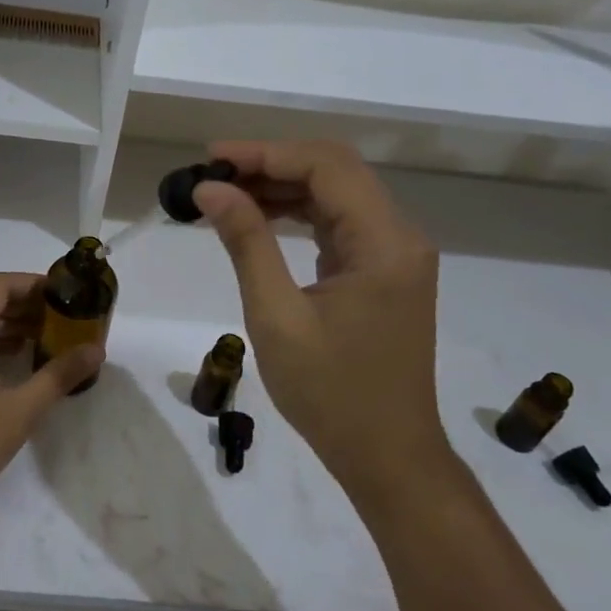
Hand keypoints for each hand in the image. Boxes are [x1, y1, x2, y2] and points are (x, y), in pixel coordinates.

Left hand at [0, 272, 102, 528]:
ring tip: (45, 341)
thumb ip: (59, 375)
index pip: (0, 285)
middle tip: (62, 321)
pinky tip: (13, 365)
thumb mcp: (20, 411)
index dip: (33, 283)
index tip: (64, 294)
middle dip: (25, 305)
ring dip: (8, 326)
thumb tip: (95, 350)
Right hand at [193, 141, 447, 491]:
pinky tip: (259, 217)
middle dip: (272, 163)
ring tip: (225, 193)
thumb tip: (210, 188)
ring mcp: (394, 253)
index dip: (266, 153)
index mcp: (384, 243)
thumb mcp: (276, 316)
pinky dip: (298, 213)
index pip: (326, 167)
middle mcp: (399, 236)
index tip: (213, 158)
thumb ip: (246, 242)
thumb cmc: (331, 393)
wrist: (388, 456)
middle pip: (335, 171)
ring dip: (282, 186)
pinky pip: (339, 222)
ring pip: (336, 193)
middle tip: (214, 173)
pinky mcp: (383, 271)